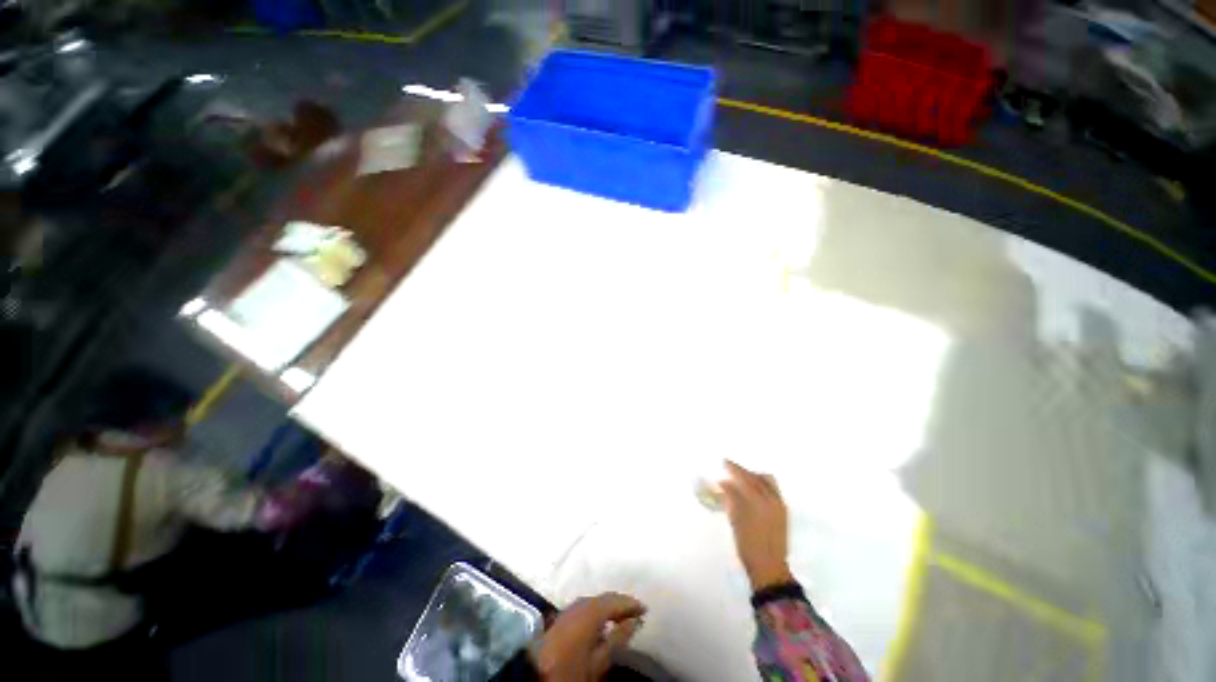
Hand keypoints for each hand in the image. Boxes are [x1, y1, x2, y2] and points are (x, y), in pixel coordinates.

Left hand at [533, 592, 645, 680]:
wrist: (535, 674)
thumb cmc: (572, 669)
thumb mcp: (600, 660)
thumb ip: (618, 638)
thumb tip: (635, 621)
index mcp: (590, 610)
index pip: (615, 600)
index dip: (630, 604)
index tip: (645, 608)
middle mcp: (580, 602)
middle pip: (604, 598)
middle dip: (620, 603)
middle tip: (635, 611)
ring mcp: (569, 608)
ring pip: (594, 601)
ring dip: (608, 606)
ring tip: (621, 616)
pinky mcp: (561, 616)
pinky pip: (584, 606)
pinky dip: (596, 610)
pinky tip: (601, 621)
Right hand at [720, 460, 793, 590]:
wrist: (769, 567)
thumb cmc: (748, 545)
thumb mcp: (735, 520)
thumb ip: (731, 498)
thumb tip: (725, 483)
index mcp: (759, 501)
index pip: (745, 478)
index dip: (733, 469)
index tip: (724, 462)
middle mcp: (772, 499)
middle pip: (756, 477)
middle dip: (743, 471)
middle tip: (730, 468)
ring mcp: (780, 505)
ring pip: (767, 481)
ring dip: (754, 476)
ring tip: (742, 479)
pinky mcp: (783, 512)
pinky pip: (773, 489)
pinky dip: (761, 484)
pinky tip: (752, 490)